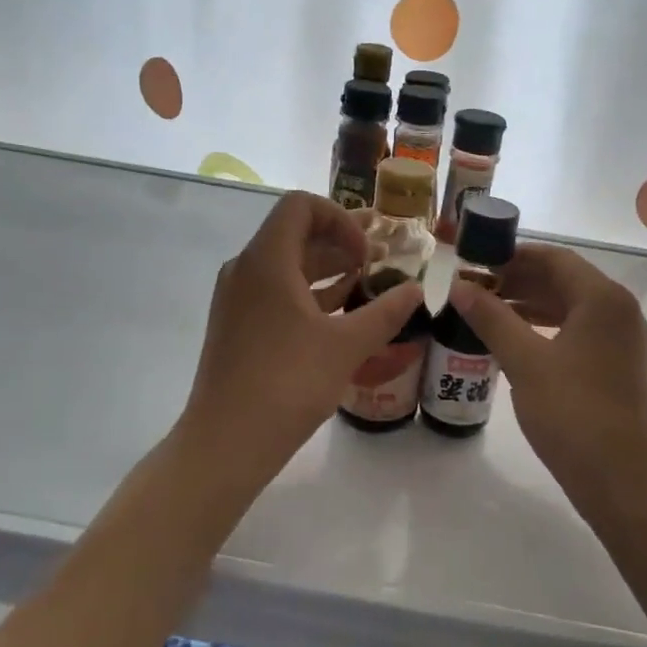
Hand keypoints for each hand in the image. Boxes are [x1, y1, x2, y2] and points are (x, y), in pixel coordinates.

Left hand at [180, 191, 425, 478]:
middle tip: (379, 262)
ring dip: (327, 270)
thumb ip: (386, 312)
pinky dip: (309, 294)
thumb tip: (418, 290)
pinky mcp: (237, 325)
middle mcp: (246, 269)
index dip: (340, 218)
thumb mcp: (347, 345)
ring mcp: (238, 299)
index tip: (366, 253)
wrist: (227, 441)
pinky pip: (276, 292)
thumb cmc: (288, 383)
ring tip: (367, 287)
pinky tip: (340, 316)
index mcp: (267, 260)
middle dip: (340, 243)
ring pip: (287, 266)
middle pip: (295, 234)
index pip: (301, 206)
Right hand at [447, 244, 646, 510]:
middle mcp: (619, 310)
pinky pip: (578, 332)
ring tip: (486, 313)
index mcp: (603, 298)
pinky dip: (546, 329)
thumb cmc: (574, 414)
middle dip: (518, 280)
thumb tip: (459, 286)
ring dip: (529, 305)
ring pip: (570, 307)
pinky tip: (515, 342)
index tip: (475, 263)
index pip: (554, 258)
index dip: (512, 256)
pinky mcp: (619, 366)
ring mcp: (623, 340)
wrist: (626, 483)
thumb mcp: (525, 363)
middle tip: (474, 289)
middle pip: (564, 280)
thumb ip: (492, 318)